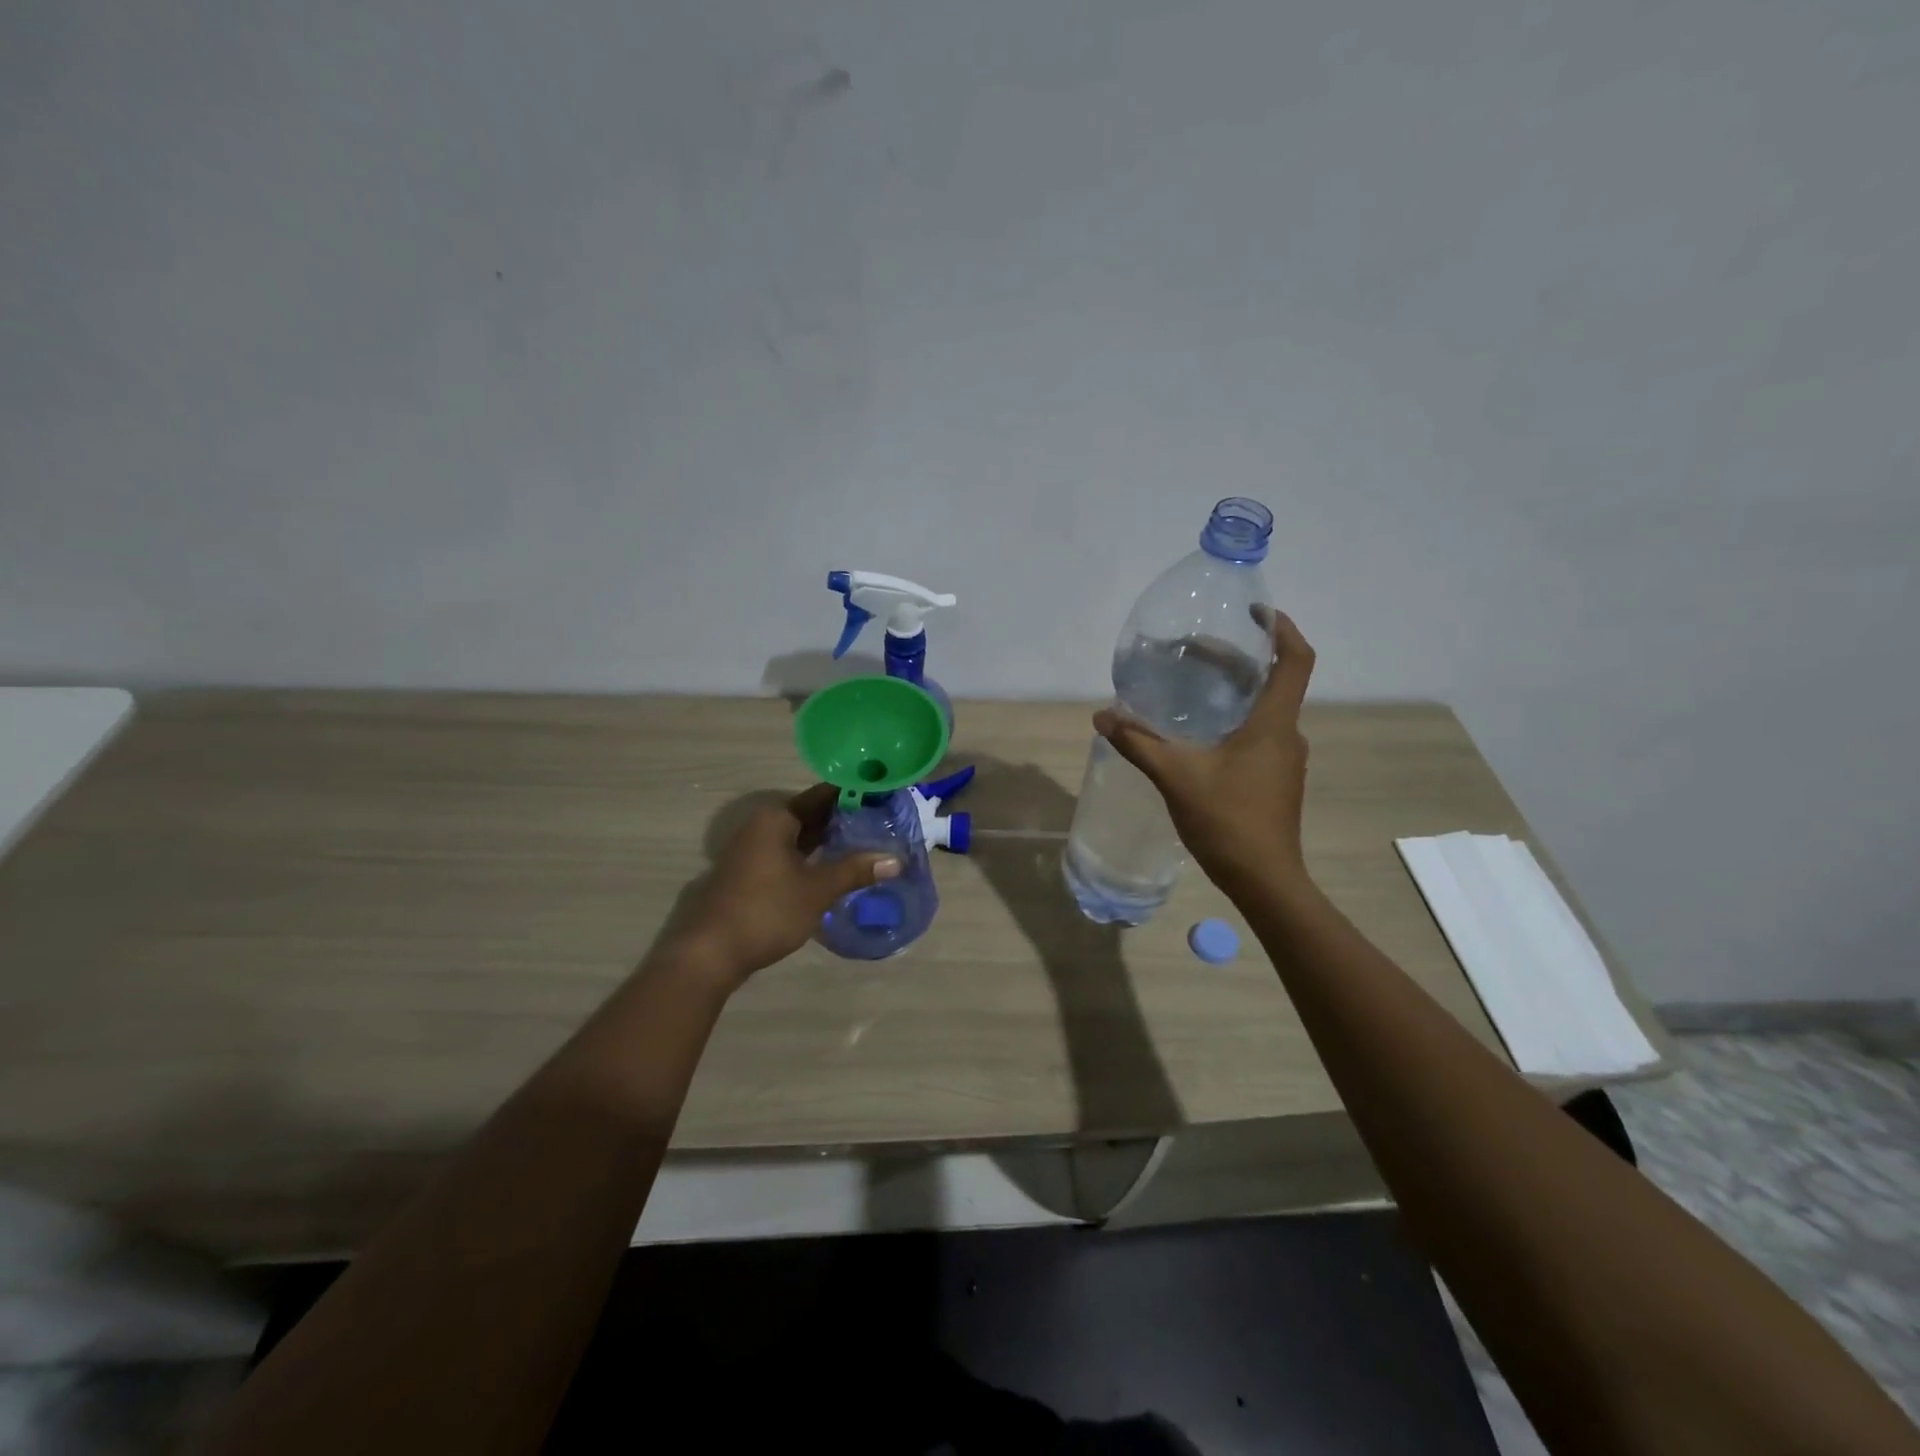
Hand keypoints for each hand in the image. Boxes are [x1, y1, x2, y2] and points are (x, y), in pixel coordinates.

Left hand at [670, 784, 900, 986]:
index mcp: (777, 817)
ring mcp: (754, 849)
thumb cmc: (766, 911)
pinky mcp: (752, 872)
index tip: (885, 796)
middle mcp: (763, 825)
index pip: (824, 794)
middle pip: (812, 813)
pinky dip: (813, 856)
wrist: (710, 953)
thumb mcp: (817, 890)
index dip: (855, 794)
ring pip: (801, 835)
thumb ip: (855, 870)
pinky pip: (790, 853)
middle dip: (845, 818)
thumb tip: (896, 860)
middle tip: (885, 821)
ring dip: (830, 839)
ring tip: (869, 841)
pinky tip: (837, 866)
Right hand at [1093, 608, 1317, 902]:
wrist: (1264, 880)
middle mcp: (1286, 734)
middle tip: (1195, 650)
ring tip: (1195, 685)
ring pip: (1264, 709)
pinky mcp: (1275, 779)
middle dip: (1237, 659)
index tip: (1256, 612)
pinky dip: (1234, 719)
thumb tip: (1103, 717)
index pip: (1294, 660)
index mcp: (1273, 724)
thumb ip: (1139, 743)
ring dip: (1235, 690)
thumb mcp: (1177, 777)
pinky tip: (1201, 733)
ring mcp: (1283, 760)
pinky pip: (1258, 734)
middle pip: (1272, 680)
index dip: (1281, 629)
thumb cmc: (1228, 821)